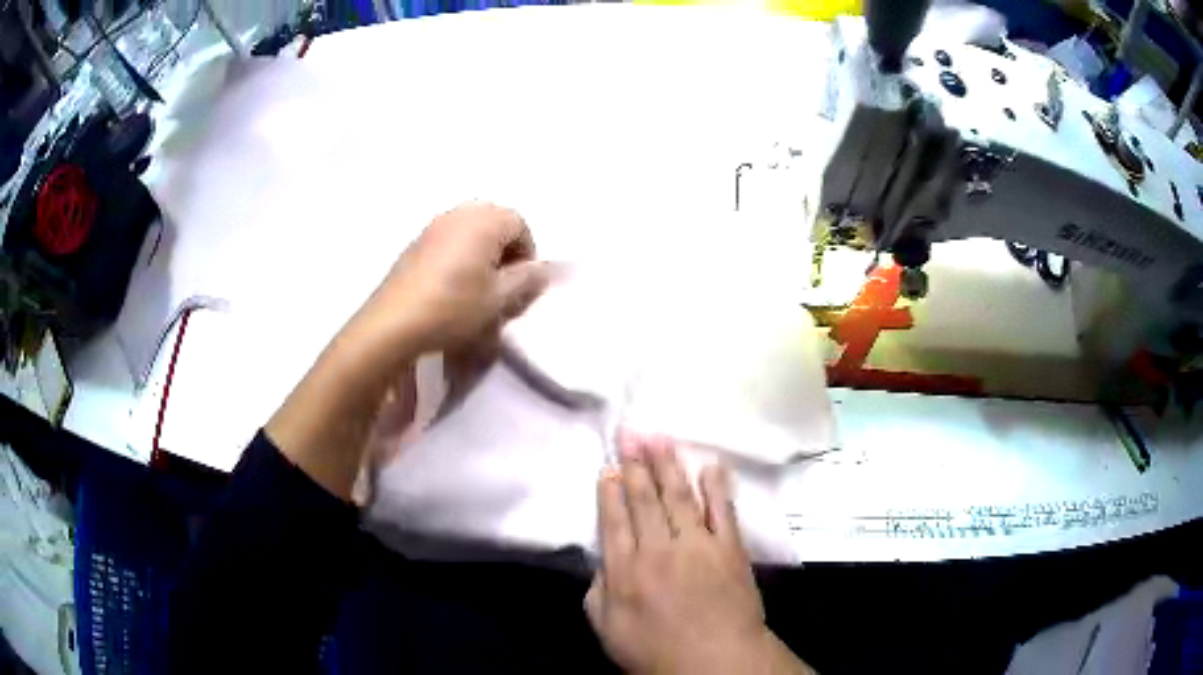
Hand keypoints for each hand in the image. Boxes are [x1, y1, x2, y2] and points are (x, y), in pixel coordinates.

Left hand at [349, 201, 548, 358]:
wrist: (394, 322)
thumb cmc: (454, 307)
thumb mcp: (499, 298)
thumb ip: (528, 279)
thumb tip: (547, 268)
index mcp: (485, 220)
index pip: (521, 225)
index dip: (527, 254)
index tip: (519, 284)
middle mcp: (460, 212)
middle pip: (495, 222)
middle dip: (504, 249)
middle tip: (500, 284)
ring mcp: (434, 224)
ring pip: (471, 230)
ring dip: (481, 251)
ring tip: (475, 286)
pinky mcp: (416, 241)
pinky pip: (450, 238)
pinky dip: (459, 254)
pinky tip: (450, 285)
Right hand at [586, 433, 811, 674]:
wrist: (716, 661)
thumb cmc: (656, 652)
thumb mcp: (607, 630)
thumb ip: (597, 593)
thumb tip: (601, 563)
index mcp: (625, 570)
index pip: (614, 520)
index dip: (610, 491)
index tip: (609, 467)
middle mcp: (658, 549)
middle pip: (644, 500)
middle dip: (635, 465)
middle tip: (630, 433)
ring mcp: (697, 546)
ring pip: (679, 496)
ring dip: (668, 465)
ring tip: (659, 438)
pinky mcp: (729, 549)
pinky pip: (722, 510)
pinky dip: (716, 487)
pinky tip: (710, 466)